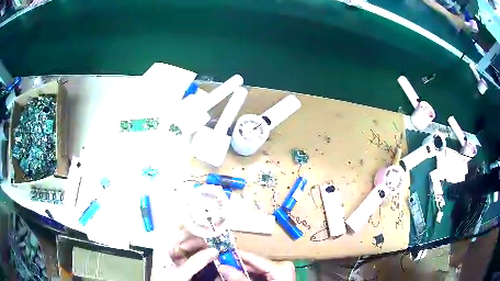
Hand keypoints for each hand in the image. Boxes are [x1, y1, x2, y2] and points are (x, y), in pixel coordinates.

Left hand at [151, 230, 217, 280]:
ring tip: (216, 245)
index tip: (209, 224)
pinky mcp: (180, 264)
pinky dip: (201, 254)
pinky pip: (192, 255)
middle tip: (217, 236)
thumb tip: (214, 250)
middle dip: (201, 237)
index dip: (193, 225)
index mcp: (163, 246)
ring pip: (190, 247)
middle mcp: (168, 248)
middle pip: (186, 238)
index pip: (178, 230)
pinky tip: (210, 254)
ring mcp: (174, 256)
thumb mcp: (180, 273)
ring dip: (203, 246)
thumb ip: (196, 262)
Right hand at [217, 251, 294, 280]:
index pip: (254, 258)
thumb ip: (239, 279)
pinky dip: (249, 277)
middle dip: (237, 267)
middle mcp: (282, 267)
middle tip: (221, 267)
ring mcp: (281, 273)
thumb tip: (223, 267)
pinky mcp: (279, 277)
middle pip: (254, 265)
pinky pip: (262, 275)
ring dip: (241, 273)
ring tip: (225, 274)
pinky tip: (238, 279)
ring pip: (256, 270)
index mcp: (280, 268)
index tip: (222, 254)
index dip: (237, 256)